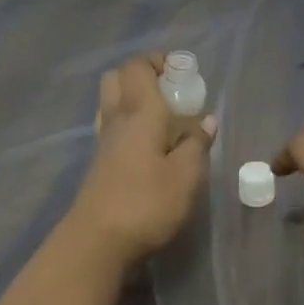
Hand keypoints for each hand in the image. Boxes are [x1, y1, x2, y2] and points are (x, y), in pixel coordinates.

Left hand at [65, 54, 215, 268]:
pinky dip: (130, 126)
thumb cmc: (147, 203)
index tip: (183, 73)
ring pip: (111, 103)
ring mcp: (103, 142)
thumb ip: (197, 144)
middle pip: (117, 78)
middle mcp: (116, 119)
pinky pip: (112, 128)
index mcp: (139, 111)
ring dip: (134, 101)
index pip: (138, 66)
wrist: (97, 243)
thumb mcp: (187, 176)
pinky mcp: (99, 165)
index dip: (158, 61)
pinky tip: (150, 147)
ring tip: (165, 120)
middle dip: (143, 76)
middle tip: (171, 93)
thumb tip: (206, 122)